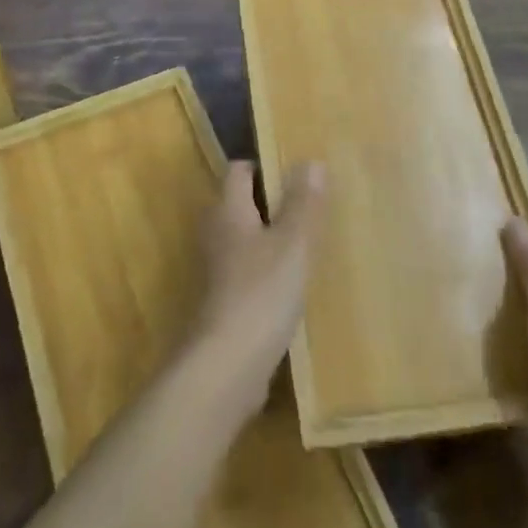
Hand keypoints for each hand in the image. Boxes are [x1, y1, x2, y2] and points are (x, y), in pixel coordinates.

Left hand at [186, 160, 326, 424]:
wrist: (226, 367)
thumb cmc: (261, 293)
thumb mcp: (293, 244)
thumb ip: (303, 204)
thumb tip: (311, 161)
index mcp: (228, 210)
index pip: (239, 171)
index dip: (264, 166)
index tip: (297, 172)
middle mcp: (216, 233)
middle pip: (240, 204)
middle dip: (272, 203)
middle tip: (311, 208)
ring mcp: (216, 270)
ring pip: (245, 240)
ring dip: (271, 239)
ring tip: (309, 245)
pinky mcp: (223, 303)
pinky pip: (247, 273)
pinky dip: (267, 272)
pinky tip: (294, 287)